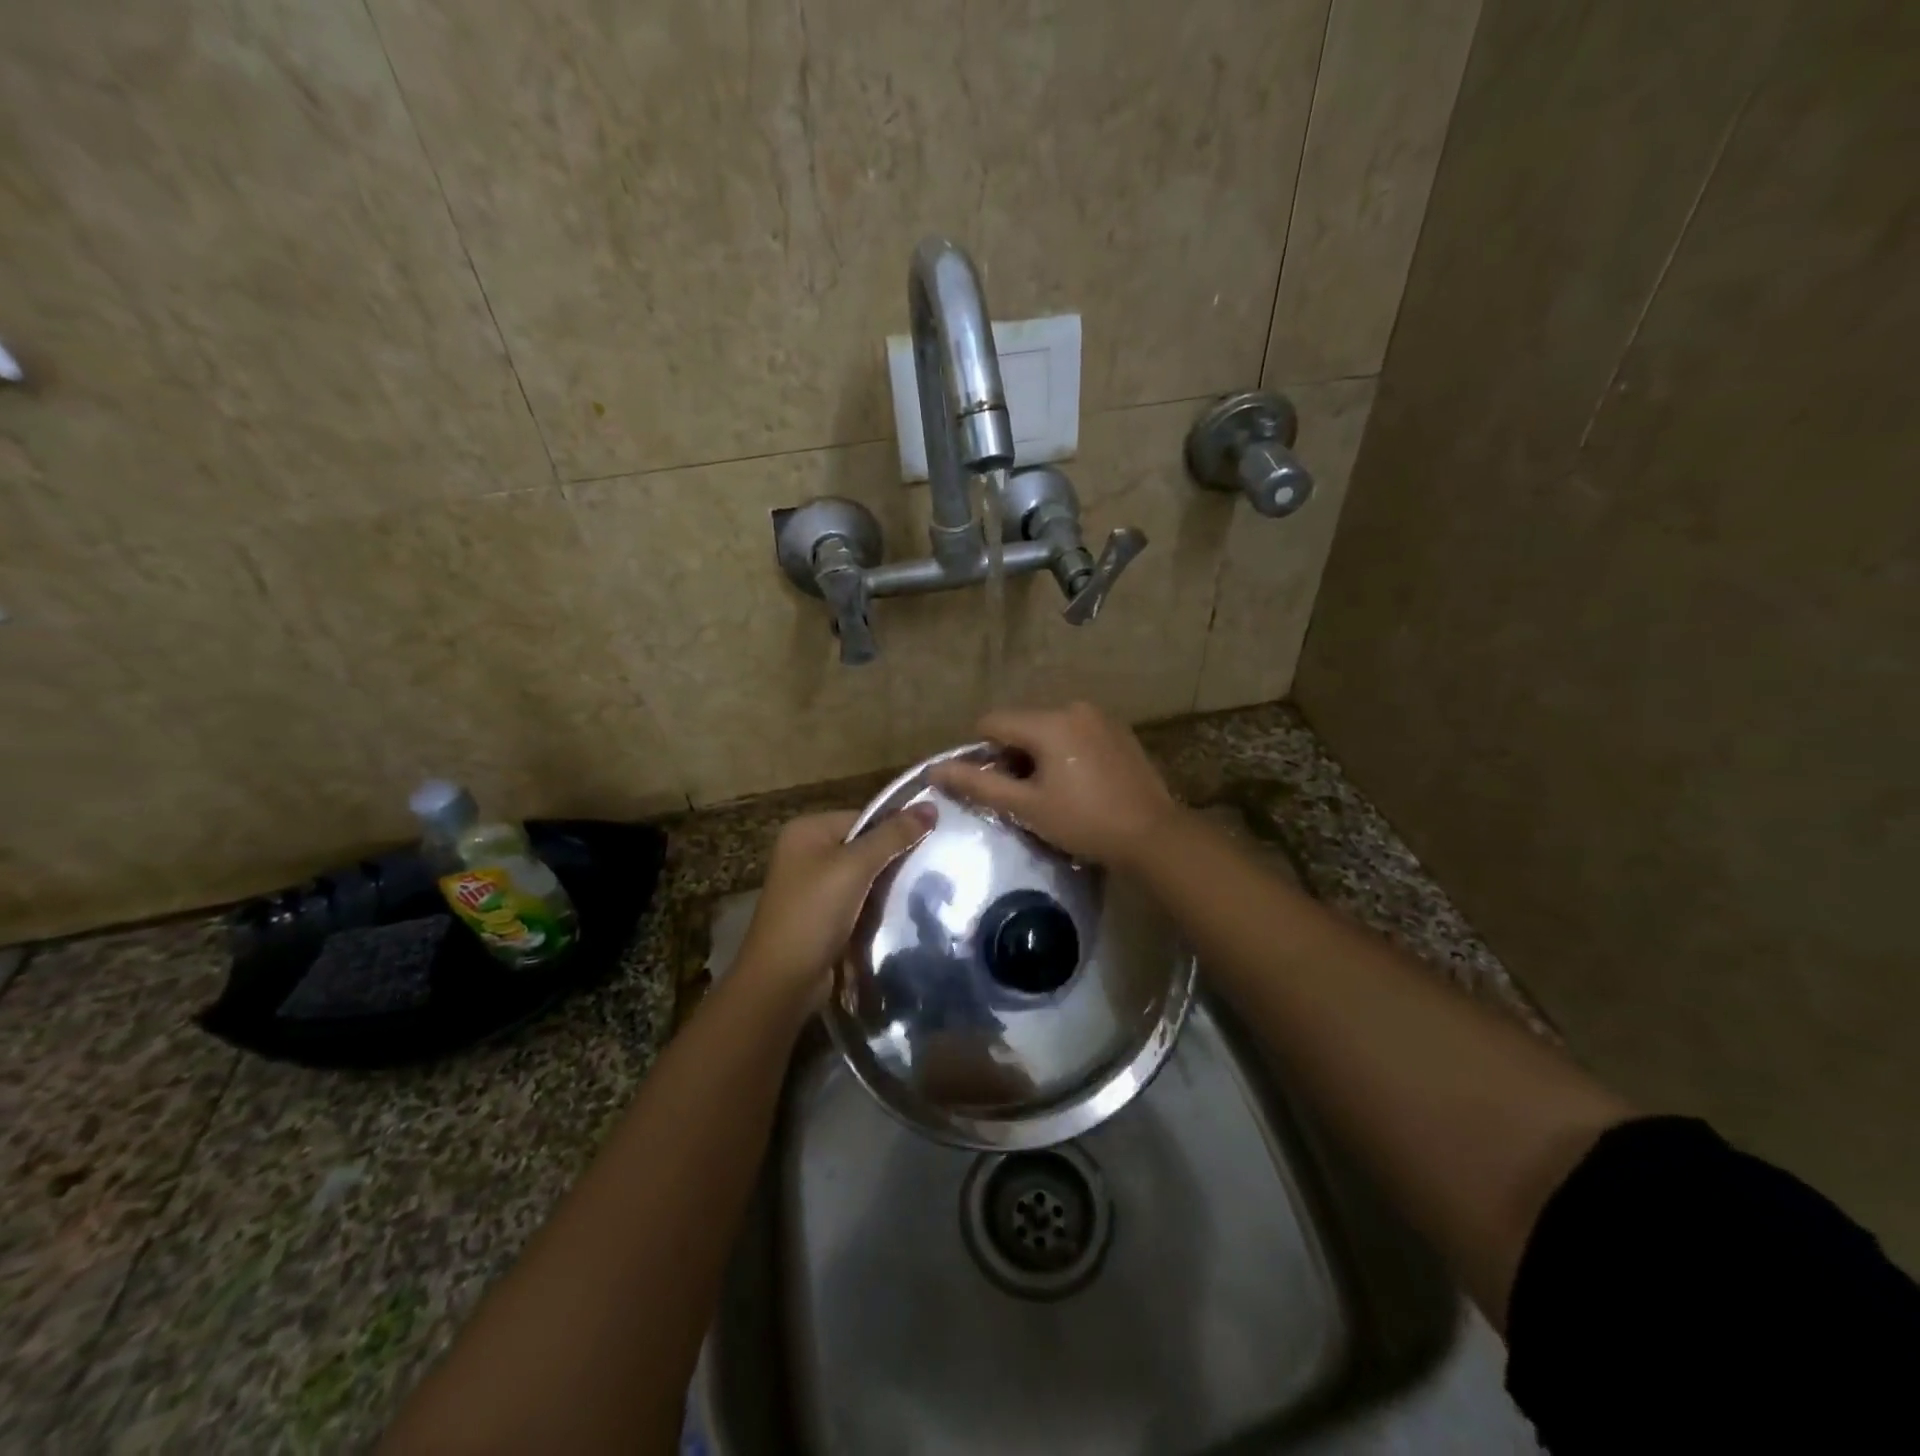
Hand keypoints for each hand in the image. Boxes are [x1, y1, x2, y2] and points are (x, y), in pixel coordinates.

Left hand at [732, 805, 935, 1012]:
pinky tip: (900, 912)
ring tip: (922, 889)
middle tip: (931, 867)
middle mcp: (805, 852)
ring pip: (863, 875)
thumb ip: (893, 835)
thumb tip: (931, 805)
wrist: (782, 981)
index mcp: (806, 830)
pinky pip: (856, 900)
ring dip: (887, 885)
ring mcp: (811, 886)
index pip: (864, 817)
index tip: (931, 842)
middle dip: (893, 858)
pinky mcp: (820, 915)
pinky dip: (875, 906)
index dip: (896, 829)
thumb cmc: (814, 913)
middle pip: (863, 845)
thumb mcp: (855, 867)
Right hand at [929, 702, 1180, 868]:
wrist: (1153, 835)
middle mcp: (1073, 708)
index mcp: (1049, 722)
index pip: (992, 722)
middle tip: (1022, 796)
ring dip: (1038, 755)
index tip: (992, 786)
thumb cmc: (1084, 822)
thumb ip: (978, 784)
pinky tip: (1077, 785)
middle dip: (1012, 756)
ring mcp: (1100, 717)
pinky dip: (1064, 752)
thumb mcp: (1026, 807)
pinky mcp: (1118, 731)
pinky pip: (1074, 734)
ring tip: (1051, 793)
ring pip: (1048, 729)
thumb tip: (935, 770)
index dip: (981, 753)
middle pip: (1021, 724)